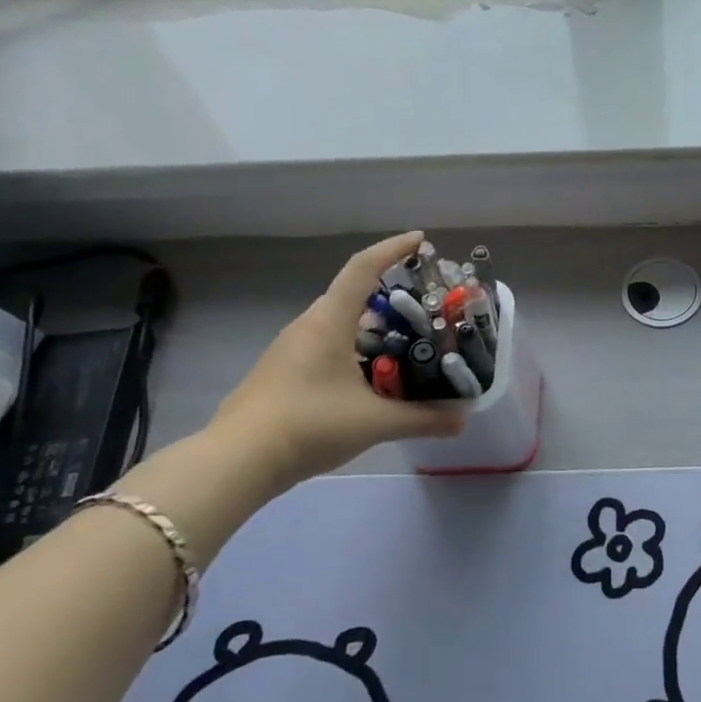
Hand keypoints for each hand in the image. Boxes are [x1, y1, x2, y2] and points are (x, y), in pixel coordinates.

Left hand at [211, 231, 463, 487]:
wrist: (237, 461)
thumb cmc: (308, 425)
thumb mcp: (374, 422)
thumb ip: (423, 418)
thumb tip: (463, 420)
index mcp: (329, 322)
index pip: (363, 269)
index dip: (393, 249)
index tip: (421, 241)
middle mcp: (309, 326)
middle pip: (354, 298)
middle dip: (392, 299)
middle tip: (427, 311)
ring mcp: (291, 350)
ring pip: (341, 326)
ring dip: (374, 331)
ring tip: (408, 348)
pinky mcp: (283, 373)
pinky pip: (327, 348)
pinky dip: (356, 352)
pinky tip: (373, 382)